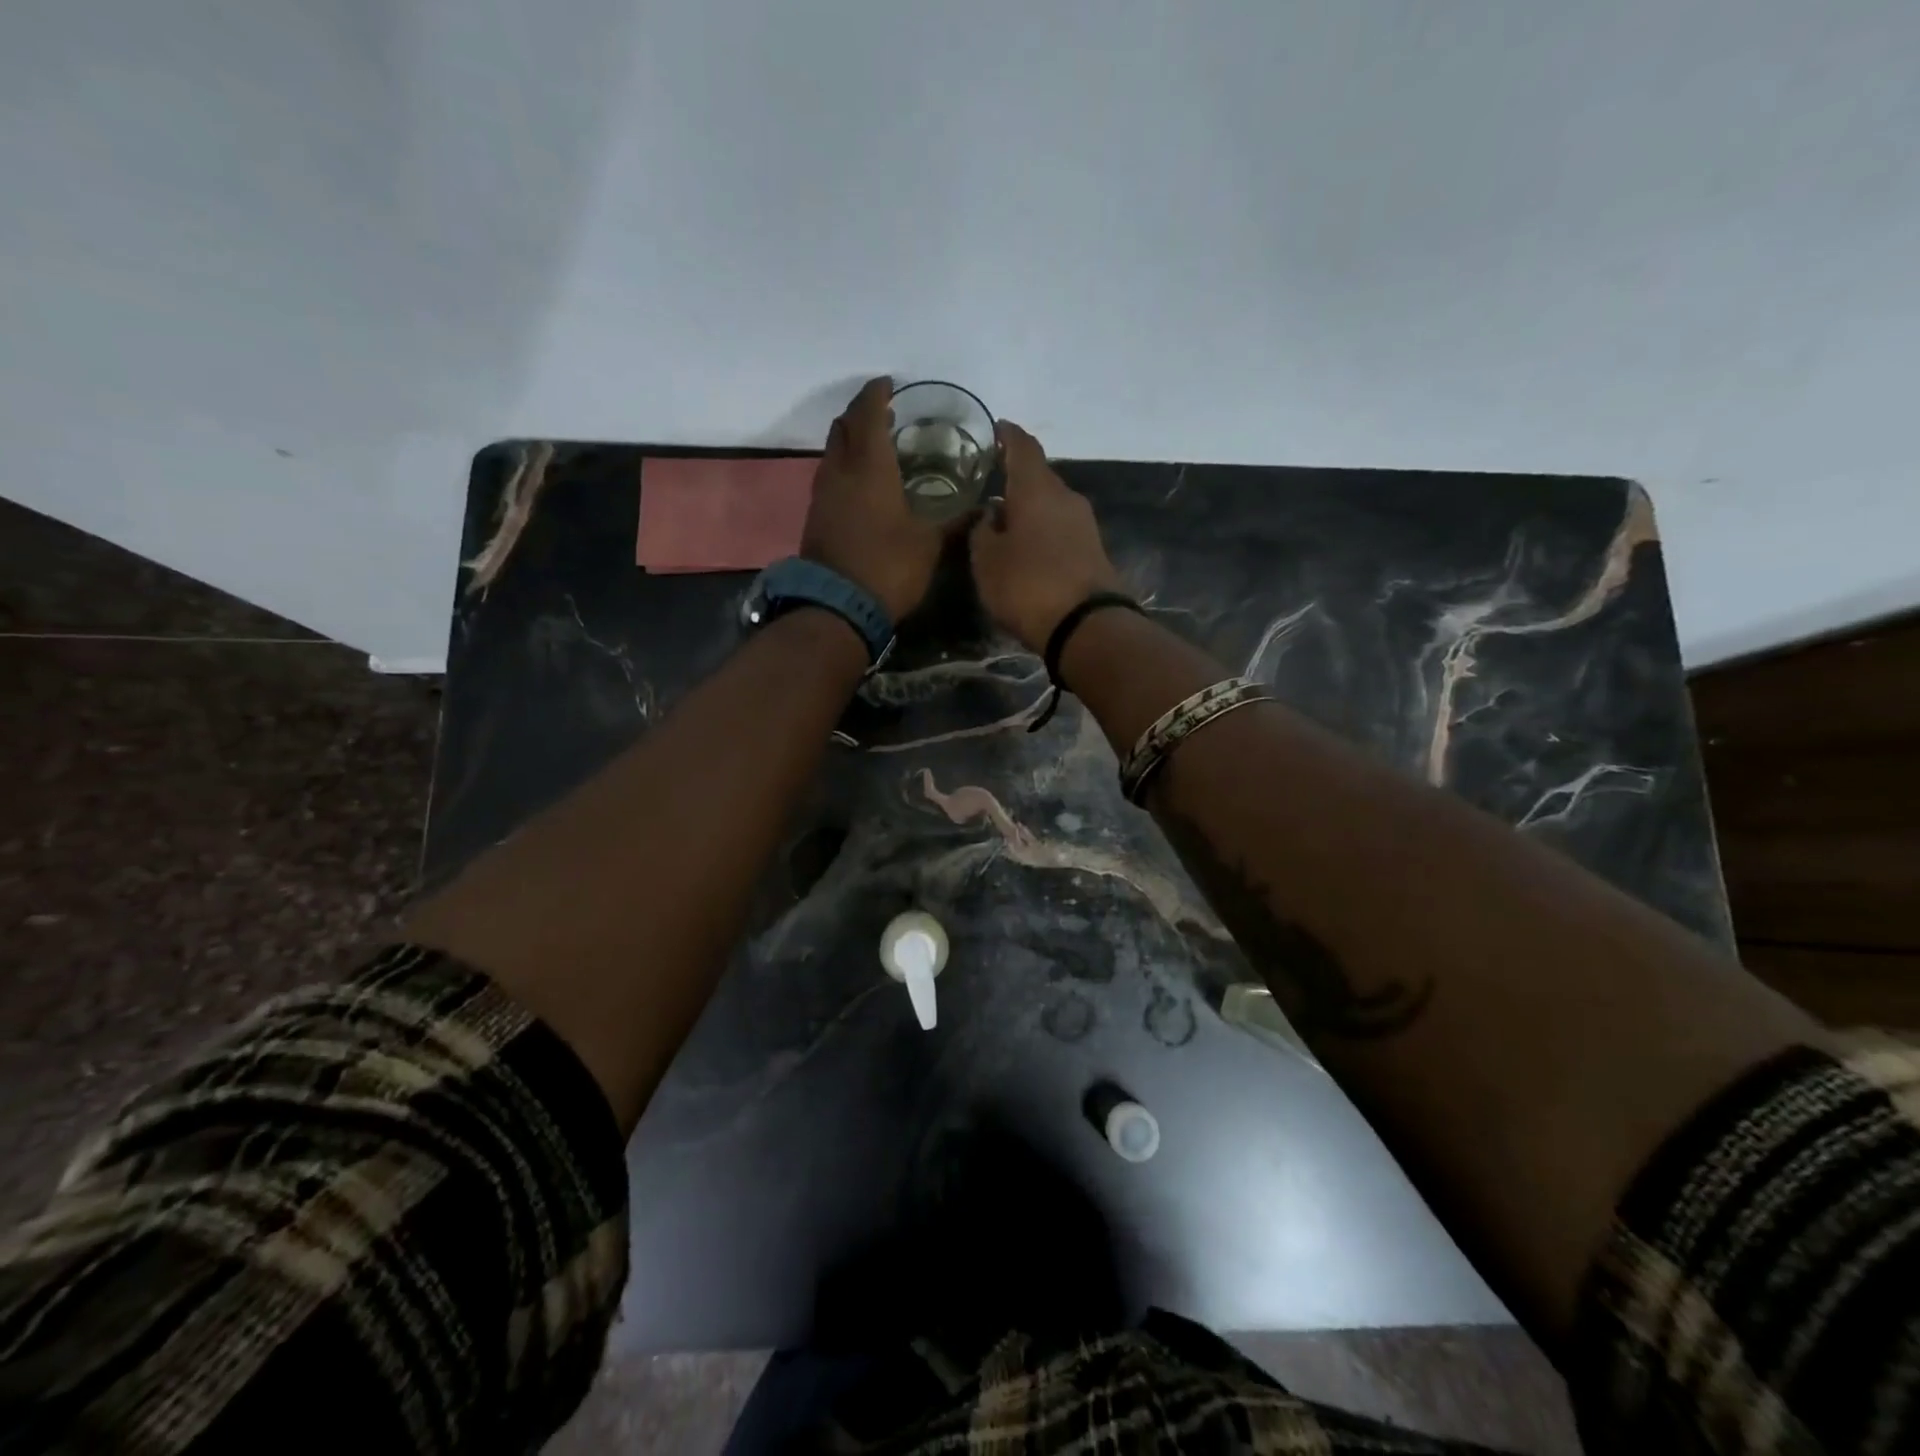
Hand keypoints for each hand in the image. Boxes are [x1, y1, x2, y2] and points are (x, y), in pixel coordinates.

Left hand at [801, 377, 940, 623]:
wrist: (838, 608)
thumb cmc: (889, 567)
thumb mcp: (930, 544)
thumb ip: (955, 521)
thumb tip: (983, 508)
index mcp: (870, 466)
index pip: (868, 413)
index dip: (877, 394)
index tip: (890, 385)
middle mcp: (840, 471)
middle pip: (843, 425)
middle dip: (861, 413)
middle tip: (884, 414)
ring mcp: (823, 494)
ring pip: (832, 451)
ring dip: (850, 440)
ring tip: (875, 446)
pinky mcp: (816, 516)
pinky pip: (829, 475)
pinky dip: (844, 466)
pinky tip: (863, 483)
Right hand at [968, 421, 1124, 652]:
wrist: (1086, 625)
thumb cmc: (1027, 585)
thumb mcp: (987, 561)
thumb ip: (983, 532)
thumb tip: (991, 515)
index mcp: (1036, 489)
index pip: (1022, 447)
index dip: (1008, 435)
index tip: (996, 428)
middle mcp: (1065, 497)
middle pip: (1039, 477)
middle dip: (1016, 477)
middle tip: (992, 480)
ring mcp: (1084, 524)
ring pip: (1051, 504)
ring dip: (1029, 507)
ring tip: (1005, 517)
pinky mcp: (1093, 550)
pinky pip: (1061, 528)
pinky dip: (1042, 529)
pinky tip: (1027, 544)